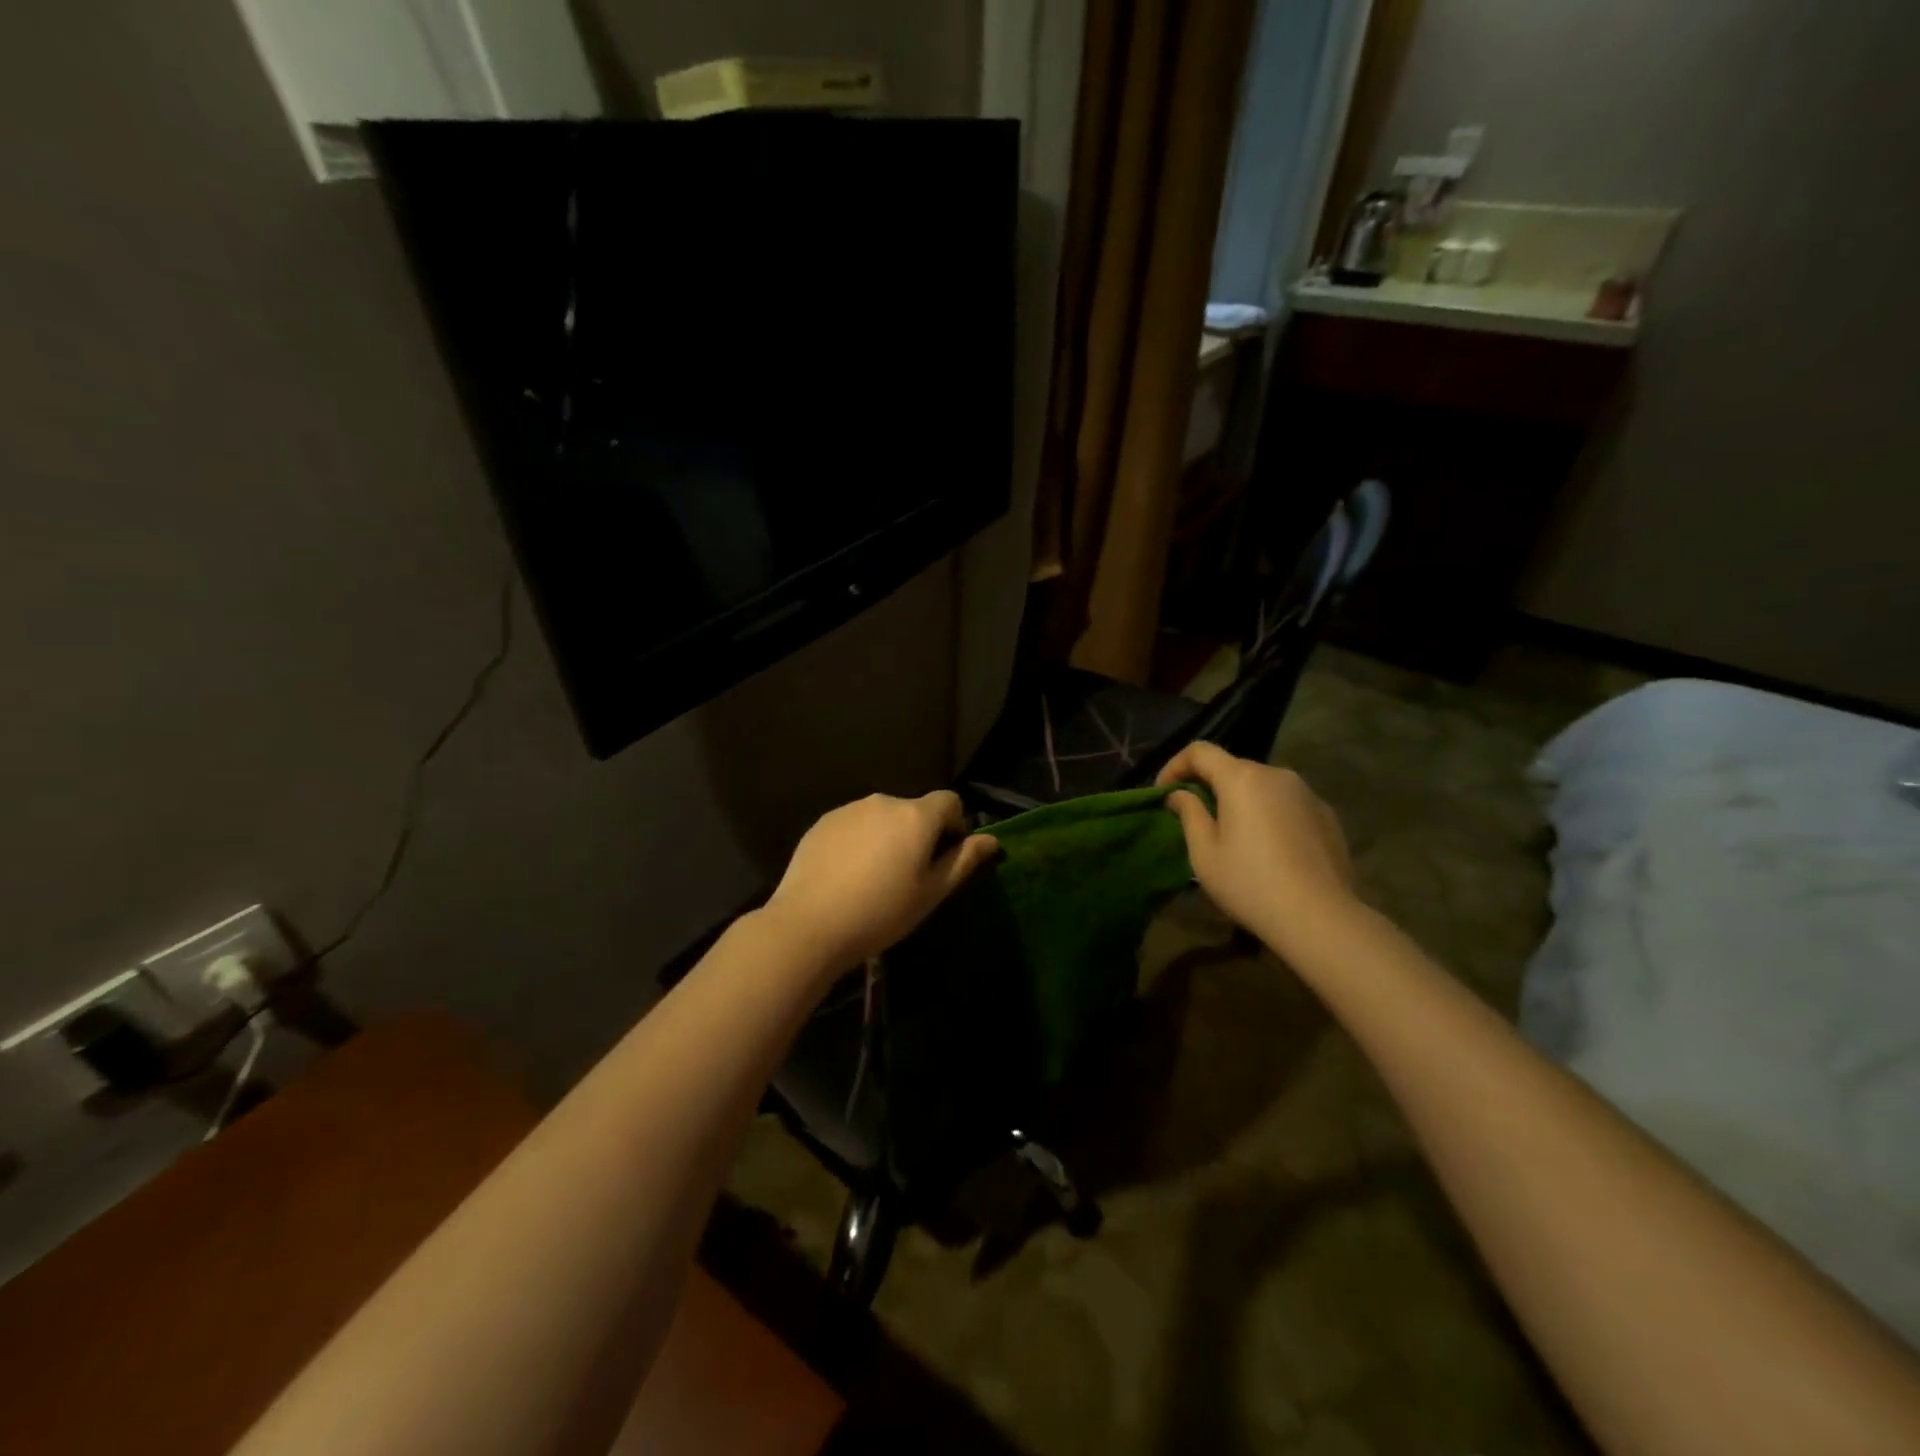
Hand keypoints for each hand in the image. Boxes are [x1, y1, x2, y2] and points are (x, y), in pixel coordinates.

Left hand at [762, 790, 999, 974]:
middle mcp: (884, 802)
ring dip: (888, 837)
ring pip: (882, 818)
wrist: (809, 924)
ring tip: (875, 878)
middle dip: (919, 834)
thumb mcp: (931, 893)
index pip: (950, 801)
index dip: (955, 825)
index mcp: (916, 816)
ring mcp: (849, 809)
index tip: (944, 858)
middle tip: (909, 876)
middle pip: (914, 810)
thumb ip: (963, 861)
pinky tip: (847, 876)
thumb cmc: (881, 912)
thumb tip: (991, 840)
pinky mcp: (823, 823)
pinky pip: (853, 825)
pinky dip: (859, 841)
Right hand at [1156, 742, 1357, 955]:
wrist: (1320, 918)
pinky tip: (1268, 848)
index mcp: (1241, 778)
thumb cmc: (1250, 883)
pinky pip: (1287, 803)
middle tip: (1195, 817)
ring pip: (1262, 786)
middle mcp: (1276, 775)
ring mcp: (1307, 793)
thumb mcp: (1204, 853)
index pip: (1200, 751)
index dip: (1175, 766)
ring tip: (1233, 834)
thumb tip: (1179, 794)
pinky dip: (1269, 814)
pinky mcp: (1327, 814)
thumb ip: (1189, 814)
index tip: (1164, 793)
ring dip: (1241, 800)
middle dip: (1209, 785)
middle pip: (1233, 768)